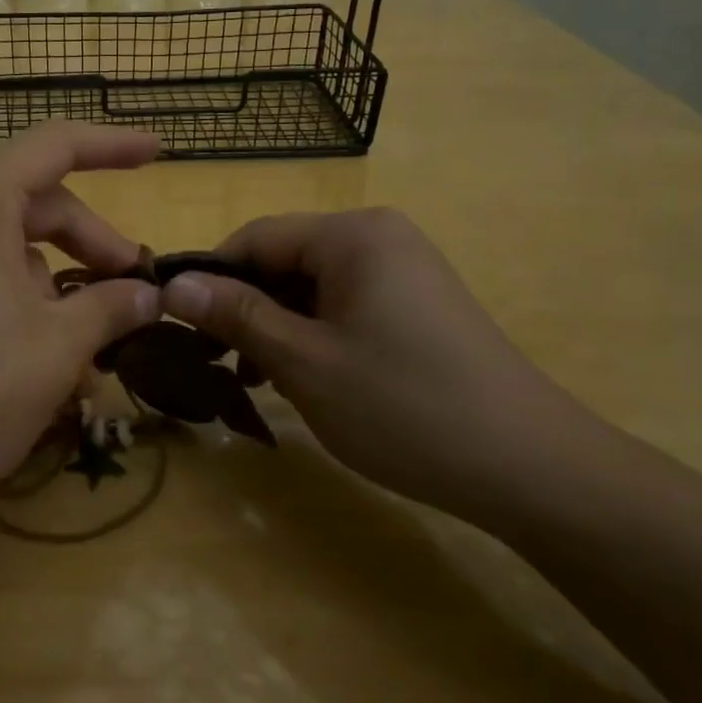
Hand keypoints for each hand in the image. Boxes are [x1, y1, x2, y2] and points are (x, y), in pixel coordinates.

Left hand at [0, 123, 163, 517]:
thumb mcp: (55, 347)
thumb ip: (110, 307)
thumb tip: (149, 294)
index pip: (55, 146)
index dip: (113, 145)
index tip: (159, 153)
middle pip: (36, 204)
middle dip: (92, 244)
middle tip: (136, 291)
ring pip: (9, 250)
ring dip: (60, 289)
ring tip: (95, 350)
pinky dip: (21, 307)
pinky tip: (49, 365)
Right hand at [160, 209, 597, 518]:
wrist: (530, 467)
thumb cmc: (404, 405)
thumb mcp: (304, 361)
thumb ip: (235, 315)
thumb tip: (171, 284)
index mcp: (352, 235)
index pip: (255, 238)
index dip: (210, 278)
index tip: (177, 324)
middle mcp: (379, 238)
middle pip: (283, 260)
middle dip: (244, 308)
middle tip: (214, 362)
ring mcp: (403, 271)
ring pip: (310, 287)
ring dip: (274, 327)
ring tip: (253, 380)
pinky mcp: (416, 305)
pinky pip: (343, 306)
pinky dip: (312, 336)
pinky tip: (298, 378)